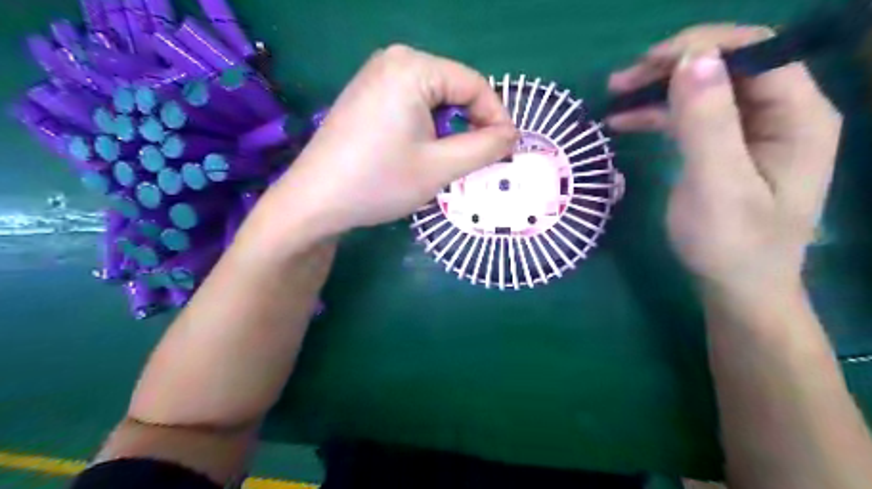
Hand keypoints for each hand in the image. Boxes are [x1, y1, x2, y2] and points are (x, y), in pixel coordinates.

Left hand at [269, 42, 516, 235]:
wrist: (315, 201)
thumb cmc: (379, 182)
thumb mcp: (441, 167)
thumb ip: (485, 147)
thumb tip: (511, 135)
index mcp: (413, 67)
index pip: (474, 84)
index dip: (496, 118)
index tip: (506, 151)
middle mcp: (394, 60)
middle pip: (454, 89)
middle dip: (471, 125)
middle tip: (477, 162)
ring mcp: (376, 76)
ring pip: (434, 100)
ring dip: (449, 130)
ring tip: (448, 162)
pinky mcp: (366, 95)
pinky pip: (412, 104)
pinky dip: (427, 128)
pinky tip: (420, 154)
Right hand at [605, 27, 840, 291]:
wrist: (735, 288)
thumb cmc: (731, 244)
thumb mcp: (717, 184)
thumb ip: (708, 122)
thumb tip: (692, 58)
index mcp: (797, 116)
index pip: (757, 52)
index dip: (703, 47)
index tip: (648, 63)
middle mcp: (780, 115)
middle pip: (727, 67)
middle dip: (672, 67)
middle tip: (621, 81)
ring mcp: (751, 132)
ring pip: (704, 90)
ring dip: (659, 90)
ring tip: (614, 97)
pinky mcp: (724, 149)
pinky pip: (691, 118)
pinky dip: (658, 115)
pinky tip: (625, 121)